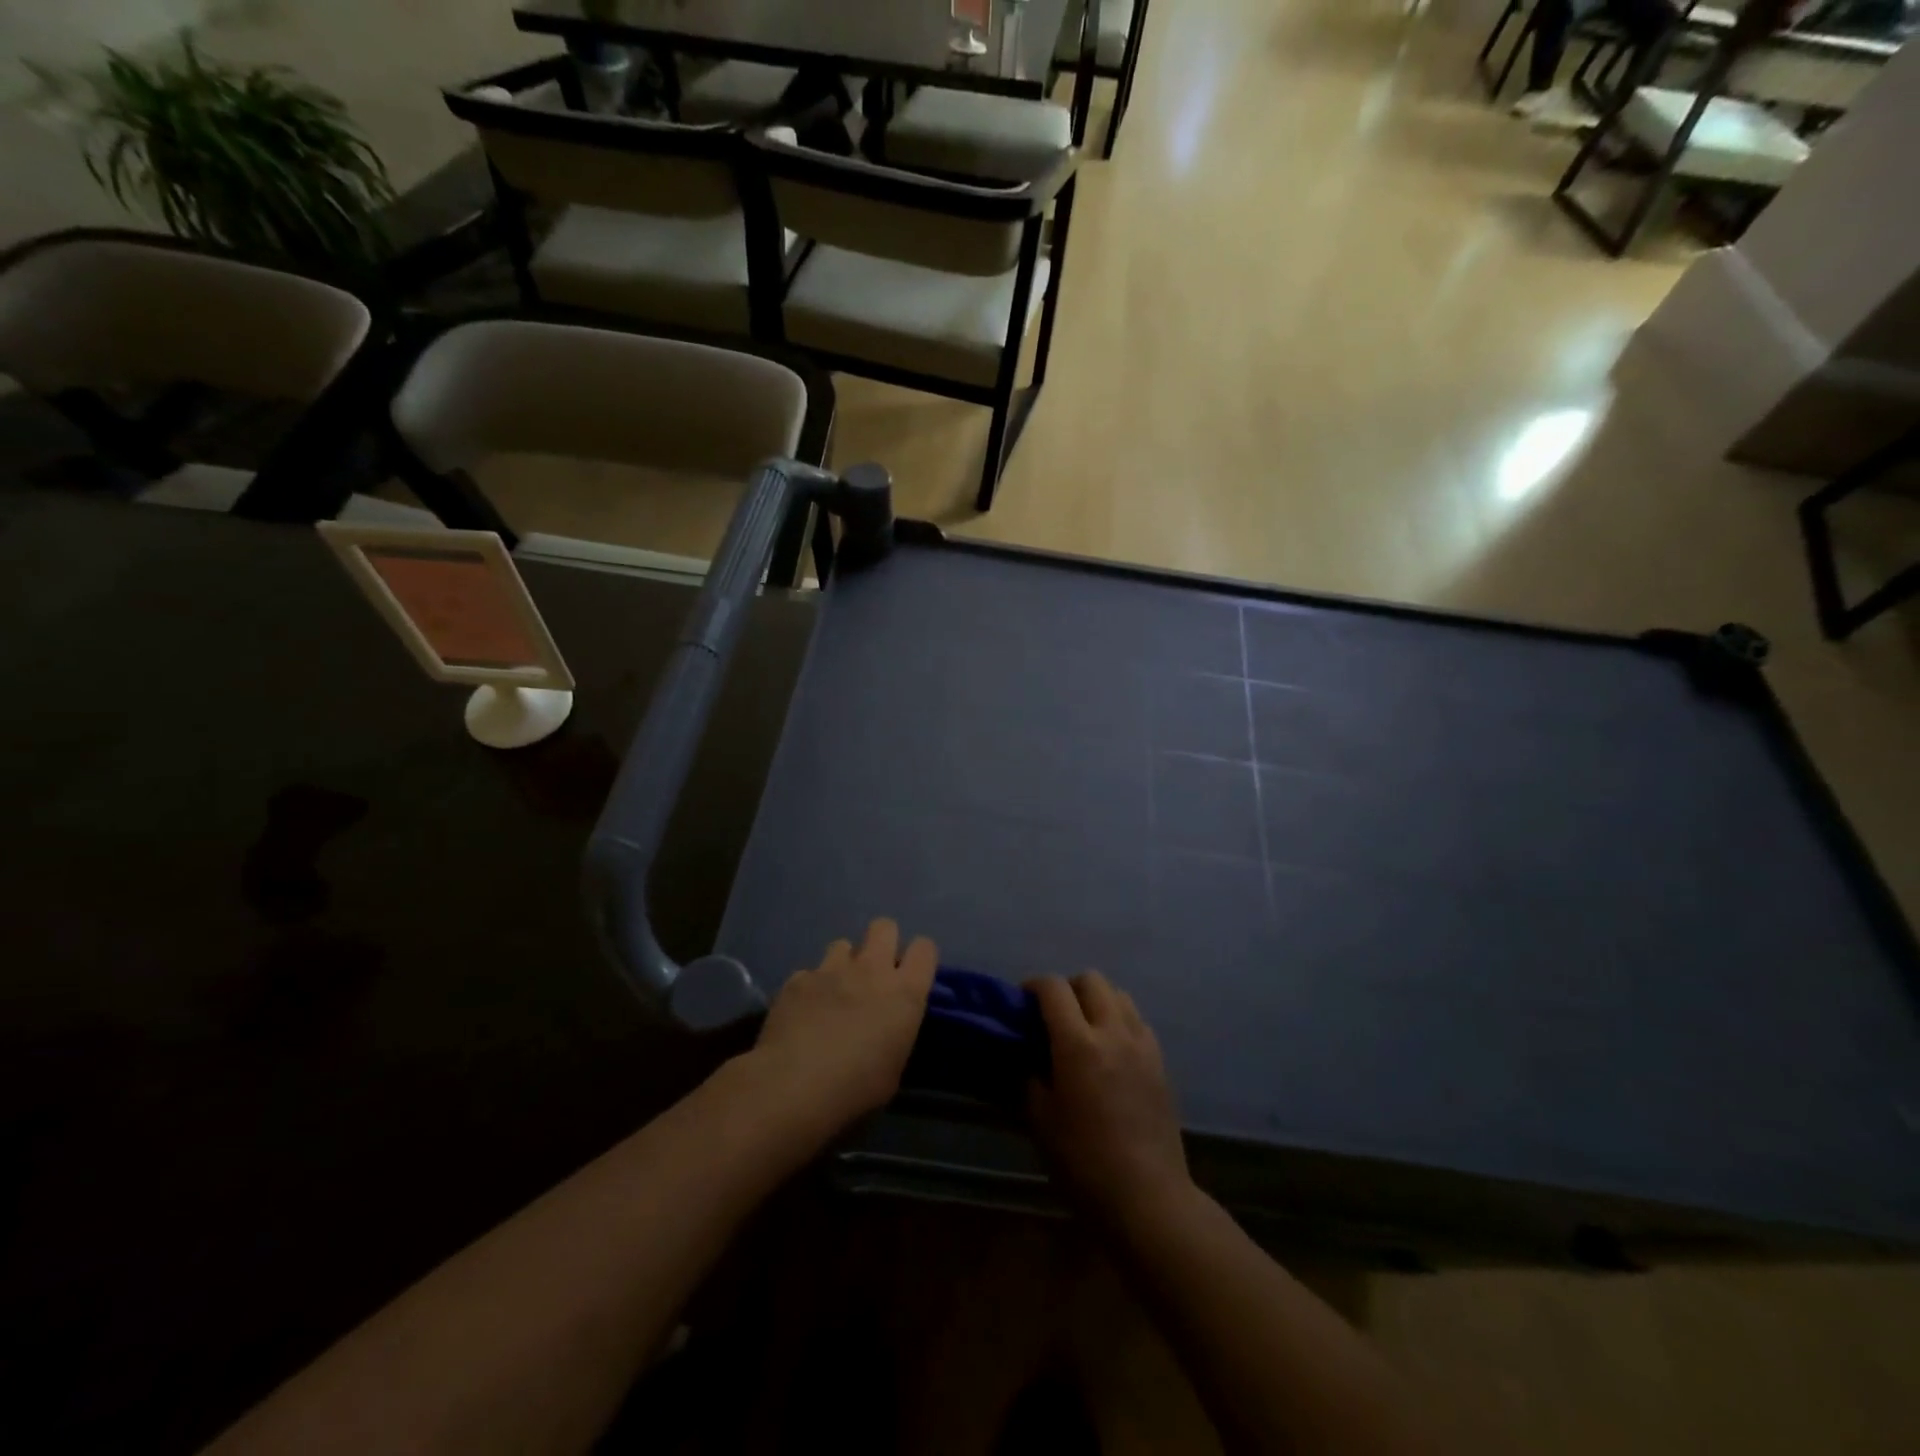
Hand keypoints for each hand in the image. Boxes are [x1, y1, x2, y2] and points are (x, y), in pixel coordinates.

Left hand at [753, 919, 936, 1135]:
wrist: (793, 1087)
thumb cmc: (855, 1089)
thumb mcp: (893, 1069)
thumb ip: (895, 1033)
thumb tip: (887, 1026)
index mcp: (904, 993)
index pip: (925, 948)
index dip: (919, 958)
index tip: (911, 976)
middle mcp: (871, 969)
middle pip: (885, 926)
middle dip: (882, 942)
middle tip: (874, 973)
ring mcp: (831, 969)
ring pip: (843, 944)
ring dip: (843, 964)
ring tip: (834, 993)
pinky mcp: (798, 978)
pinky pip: (810, 973)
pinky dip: (810, 988)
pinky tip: (802, 1013)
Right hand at [1028, 972, 1192, 1223]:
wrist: (1147, 1196)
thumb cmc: (1084, 1161)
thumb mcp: (1041, 1120)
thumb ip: (1030, 1077)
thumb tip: (1026, 1056)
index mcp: (1078, 1043)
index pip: (1053, 988)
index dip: (1034, 986)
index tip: (1022, 1002)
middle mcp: (1113, 1032)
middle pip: (1091, 980)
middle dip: (1068, 988)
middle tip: (1054, 1015)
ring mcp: (1142, 1044)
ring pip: (1119, 995)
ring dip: (1097, 1000)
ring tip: (1084, 1029)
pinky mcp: (1160, 1062)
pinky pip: (1137, 1021)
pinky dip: (1120, 1021)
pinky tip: (1111, 1051)